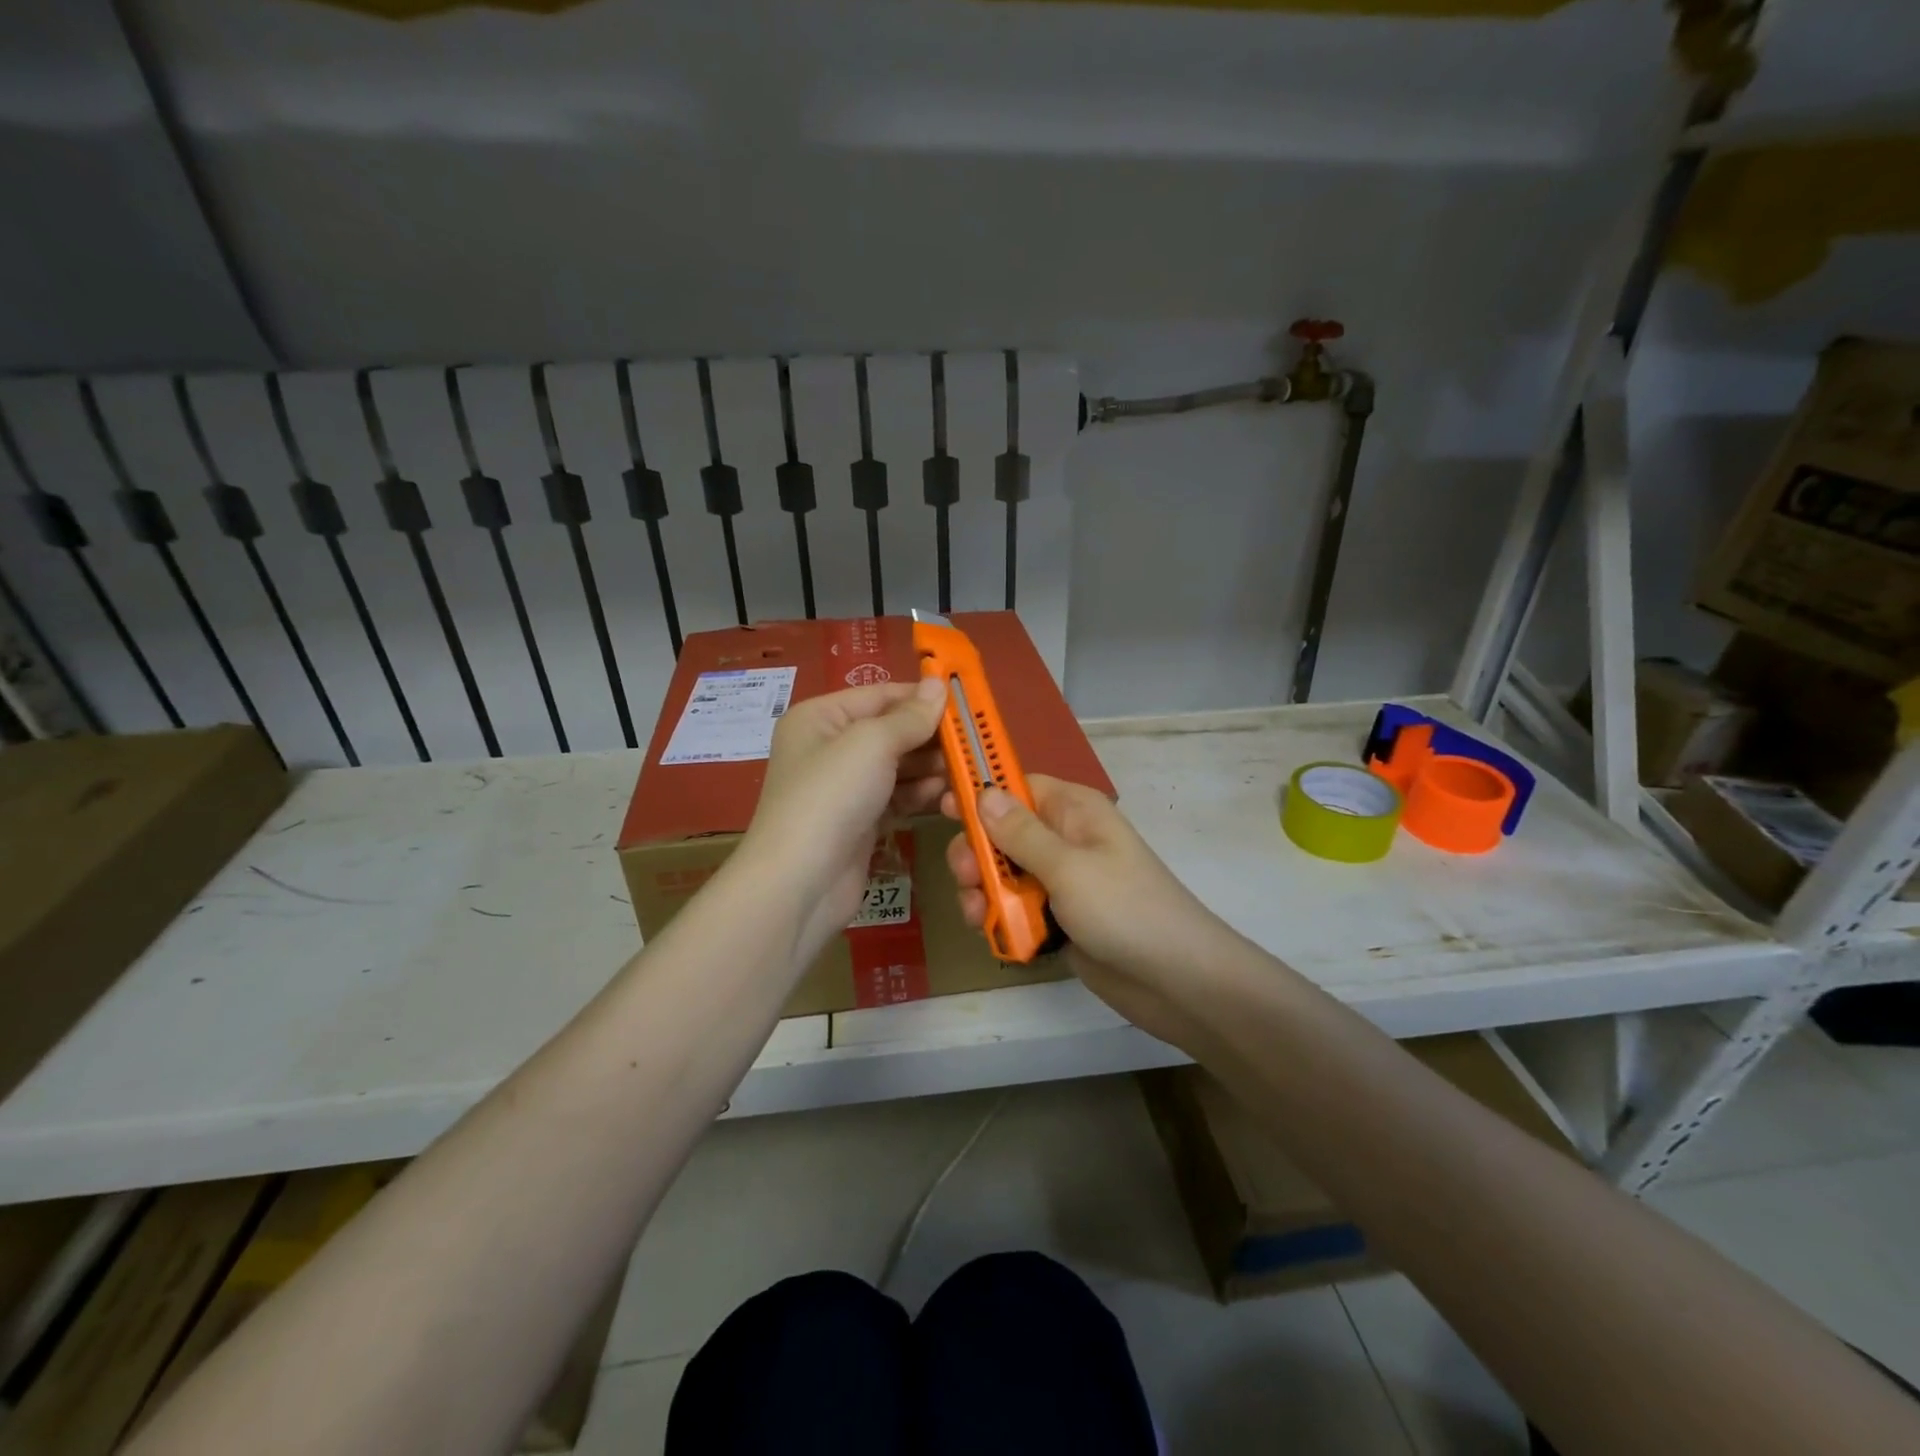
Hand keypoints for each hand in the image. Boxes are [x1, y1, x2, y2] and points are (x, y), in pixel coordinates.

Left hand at [739, 679, 947, 959]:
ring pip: (897, 766)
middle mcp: (829, 747)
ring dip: (931, 767)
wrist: (800, 882)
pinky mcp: (859, 821)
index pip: (880, 695)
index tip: (966, 702)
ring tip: (965, 770)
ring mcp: (844, 787)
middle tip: (973, 742)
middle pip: (891, 731)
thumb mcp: (871, 743)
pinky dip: (920, 794)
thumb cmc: (831, 796)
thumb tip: (938, 685)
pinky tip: (946, 795)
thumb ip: (910, 716)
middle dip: (930, 737)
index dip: (921, 697)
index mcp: (820, 717)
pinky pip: (897, 797)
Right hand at [944, 775, 1237, 1047]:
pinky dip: (1000, 917)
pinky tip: (993, 933)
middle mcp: (1065, 839)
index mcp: (1074, 812)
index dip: (981, 794)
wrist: (1176, 981)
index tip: (944, 808)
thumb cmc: (1124, 910)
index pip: (1017, 785)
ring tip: (978, 916)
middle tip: (965, 876)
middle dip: (977, 853)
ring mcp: (1061, 881)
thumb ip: (1021, 833)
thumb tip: (984, 792)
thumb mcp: (1068, 866)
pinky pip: (1015, 907)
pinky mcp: (1058, 918)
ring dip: (983, 890)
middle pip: (1002, 832)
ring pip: (1004, 873)